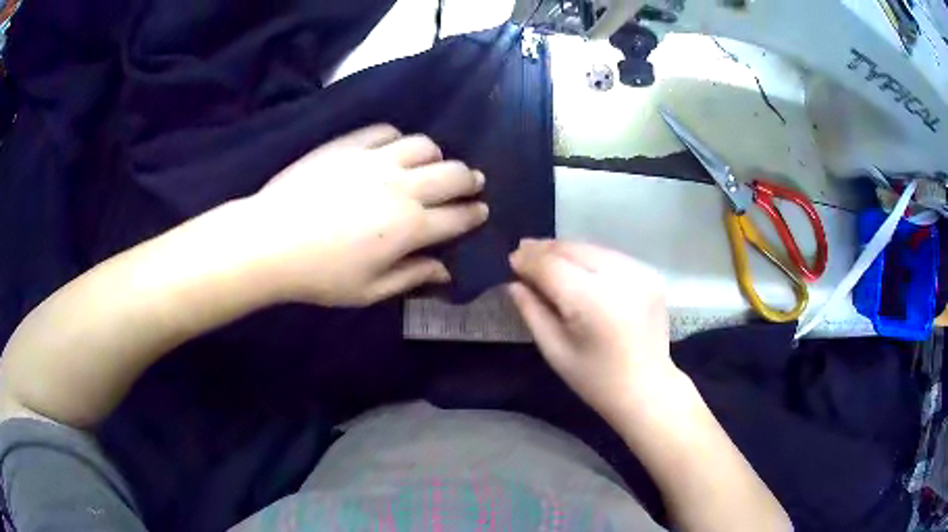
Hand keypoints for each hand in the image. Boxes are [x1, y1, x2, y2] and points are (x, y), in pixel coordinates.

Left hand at [235, 124, 487, 306]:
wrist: (270, 240)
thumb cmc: (320, 274)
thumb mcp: (369, 290)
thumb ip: (412, 277)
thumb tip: (445, 272)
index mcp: (409, 227)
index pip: (458, 216)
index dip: (475, 214)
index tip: (481, 211)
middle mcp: (401, 187)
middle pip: (453, 174)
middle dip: (470, 179)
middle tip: (472, 183)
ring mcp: (375, 160)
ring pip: (424, 145)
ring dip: (437, 156)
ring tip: (432, 164)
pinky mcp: (349, 145)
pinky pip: (386, 131)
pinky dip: (398, 139)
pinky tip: (394, 149)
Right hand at [508, 240, 676, 422]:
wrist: (647, 388)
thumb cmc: (595, 380)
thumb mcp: (554, 351)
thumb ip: (532, 311)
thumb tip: (514, 282)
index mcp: (593, 303)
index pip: (552, 266)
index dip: (529, 260)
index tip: (511, 260)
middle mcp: (619, 279)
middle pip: (573, 250)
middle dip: (545, 249)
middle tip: (523, 250)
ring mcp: (640, 273)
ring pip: (592, 248)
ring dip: (566, 250)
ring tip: (545, 255)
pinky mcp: (651, 274)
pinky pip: (611, 256)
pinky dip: (589, 257)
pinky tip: (577, 266)